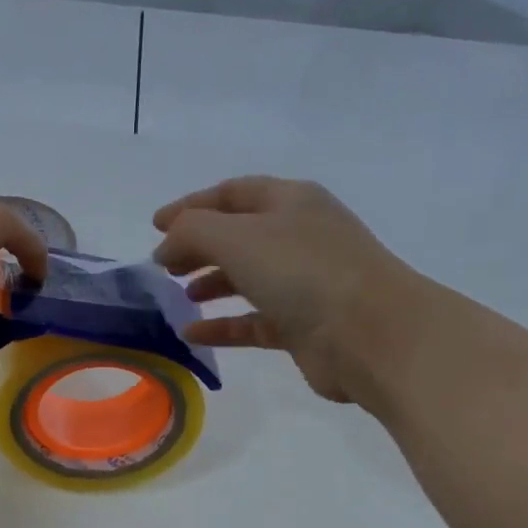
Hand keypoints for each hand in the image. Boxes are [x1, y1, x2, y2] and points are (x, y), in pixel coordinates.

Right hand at [152, 176, 425, 403]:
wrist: (372, 334)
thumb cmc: (303, 271)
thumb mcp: (236, 237)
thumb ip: (191, 231)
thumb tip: (167, 246)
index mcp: (290, 202)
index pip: (232, 193)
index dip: (191, 205)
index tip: (155, 225)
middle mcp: (299, 236)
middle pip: (238, 235)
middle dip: (198, 246)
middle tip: (163, 265)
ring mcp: (304, 282)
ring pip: (247, 277)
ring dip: (211, 282)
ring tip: (178, 294)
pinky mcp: (303, 325)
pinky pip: (253, 320)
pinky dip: (222, 325)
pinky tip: (192, 333)